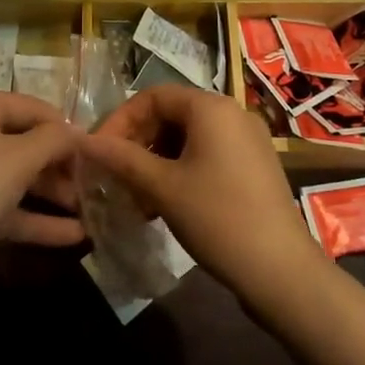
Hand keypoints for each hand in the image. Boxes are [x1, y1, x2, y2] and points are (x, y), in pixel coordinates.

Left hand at [0, 92, 83, 317]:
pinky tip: (73, 236)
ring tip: (91, 210)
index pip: (30, 106)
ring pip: (14, 180)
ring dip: (51, 194)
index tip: (96, 149)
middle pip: (22, 143)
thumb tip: (77, 132)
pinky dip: (34, 220)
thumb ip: (54, 140)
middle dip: (59, 165)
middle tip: (94, 182)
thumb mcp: (20, 158)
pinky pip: (2, 210)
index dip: (64, 126)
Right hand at [79, 84, 326, 307]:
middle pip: (173, 113)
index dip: (121, 119)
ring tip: (137, 195)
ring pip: (189, 137)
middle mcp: (232, 113)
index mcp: (211, 107)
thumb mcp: (162, 187)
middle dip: (139, 141)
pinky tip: (166, 204)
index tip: (100, 152)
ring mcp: (248, 140)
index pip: (154, 95)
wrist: (280, 268)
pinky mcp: (255, 165)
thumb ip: (122, 159)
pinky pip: (209, 154)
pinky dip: (182, 170)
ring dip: (158, 159)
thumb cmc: (217, 218)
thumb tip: (84, 141)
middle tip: (116, 175)